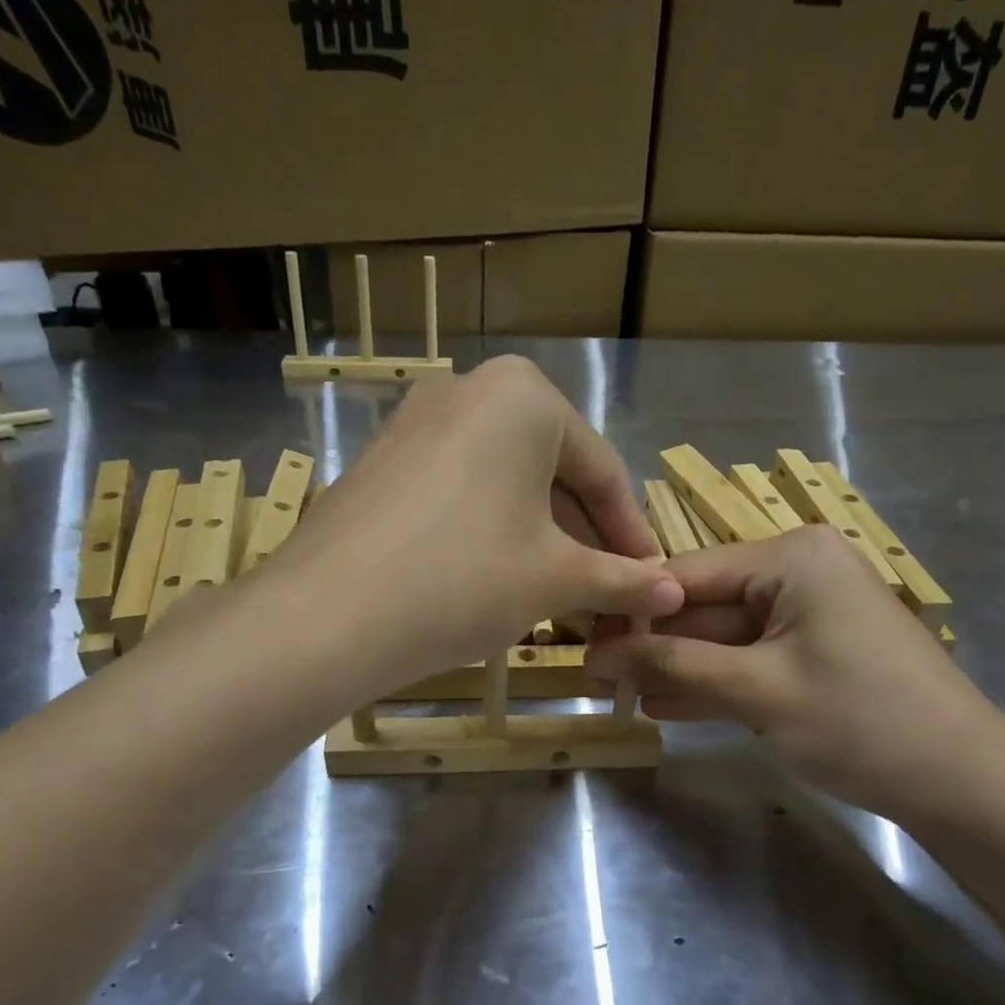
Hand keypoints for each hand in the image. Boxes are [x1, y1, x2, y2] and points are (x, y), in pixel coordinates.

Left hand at [262, 356, 682, 694]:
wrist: (329, 614)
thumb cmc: (465, 578)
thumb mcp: (555, 578)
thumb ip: (622, 579)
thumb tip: (675, 592)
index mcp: (524, 396)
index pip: (602, 471)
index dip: (632, 535)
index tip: (650, 582)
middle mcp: (469, 390)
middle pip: (552, 474)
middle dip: (584, 541)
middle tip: (606, 596)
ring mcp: (416, 422)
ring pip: (505, 486)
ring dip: (540, 541)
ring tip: (559, 597)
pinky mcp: (382, 462)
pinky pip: (459, 493)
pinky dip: (491, 533)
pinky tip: (499, 582)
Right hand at [585, 525, 1004, 824]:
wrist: (964, 784)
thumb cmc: (860, 721)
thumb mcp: (757, 691)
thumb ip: (674, 666)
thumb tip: (598, 655)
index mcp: (790, 557)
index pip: (686, 574)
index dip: (632, 611)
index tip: (582, 644)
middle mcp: (798, 572)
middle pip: (704, 605)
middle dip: (654, 645)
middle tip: (596, 678)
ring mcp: (809, 615)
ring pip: (723, 637)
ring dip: (677, 669)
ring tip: (620, 696)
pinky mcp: (815, 653)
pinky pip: (750, 660)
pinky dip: (713, 684)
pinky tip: (666, 707)